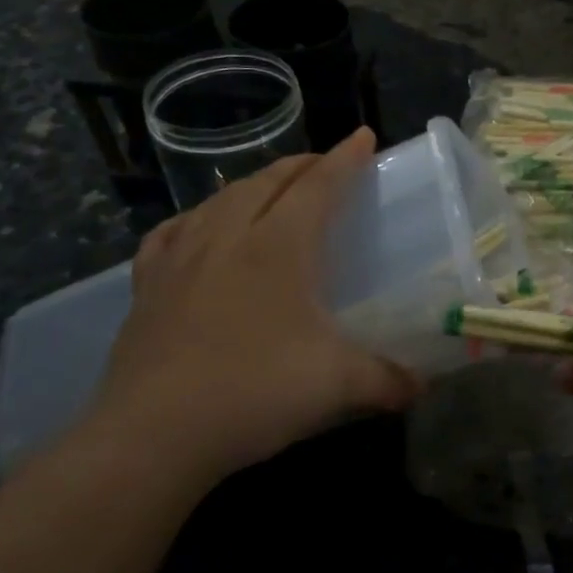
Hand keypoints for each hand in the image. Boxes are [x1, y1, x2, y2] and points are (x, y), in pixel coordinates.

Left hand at [82, 128, 417, 488]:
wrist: (152, 435)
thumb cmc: (255, 391)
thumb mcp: (339, 385)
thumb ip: (390, 380)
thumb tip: (424, 385)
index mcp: (279, 247)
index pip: (319, 186)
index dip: (345, 159)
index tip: (363, 136)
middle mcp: (229, 237)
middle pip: (269, 182)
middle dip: (303, 165)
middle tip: (326, 164)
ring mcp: (181, 258)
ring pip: (221, 199)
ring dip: (254, 184)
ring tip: (272, 190)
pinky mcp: (148, 286)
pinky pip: (172, 232)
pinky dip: (197, 218)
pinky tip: (199, 227)